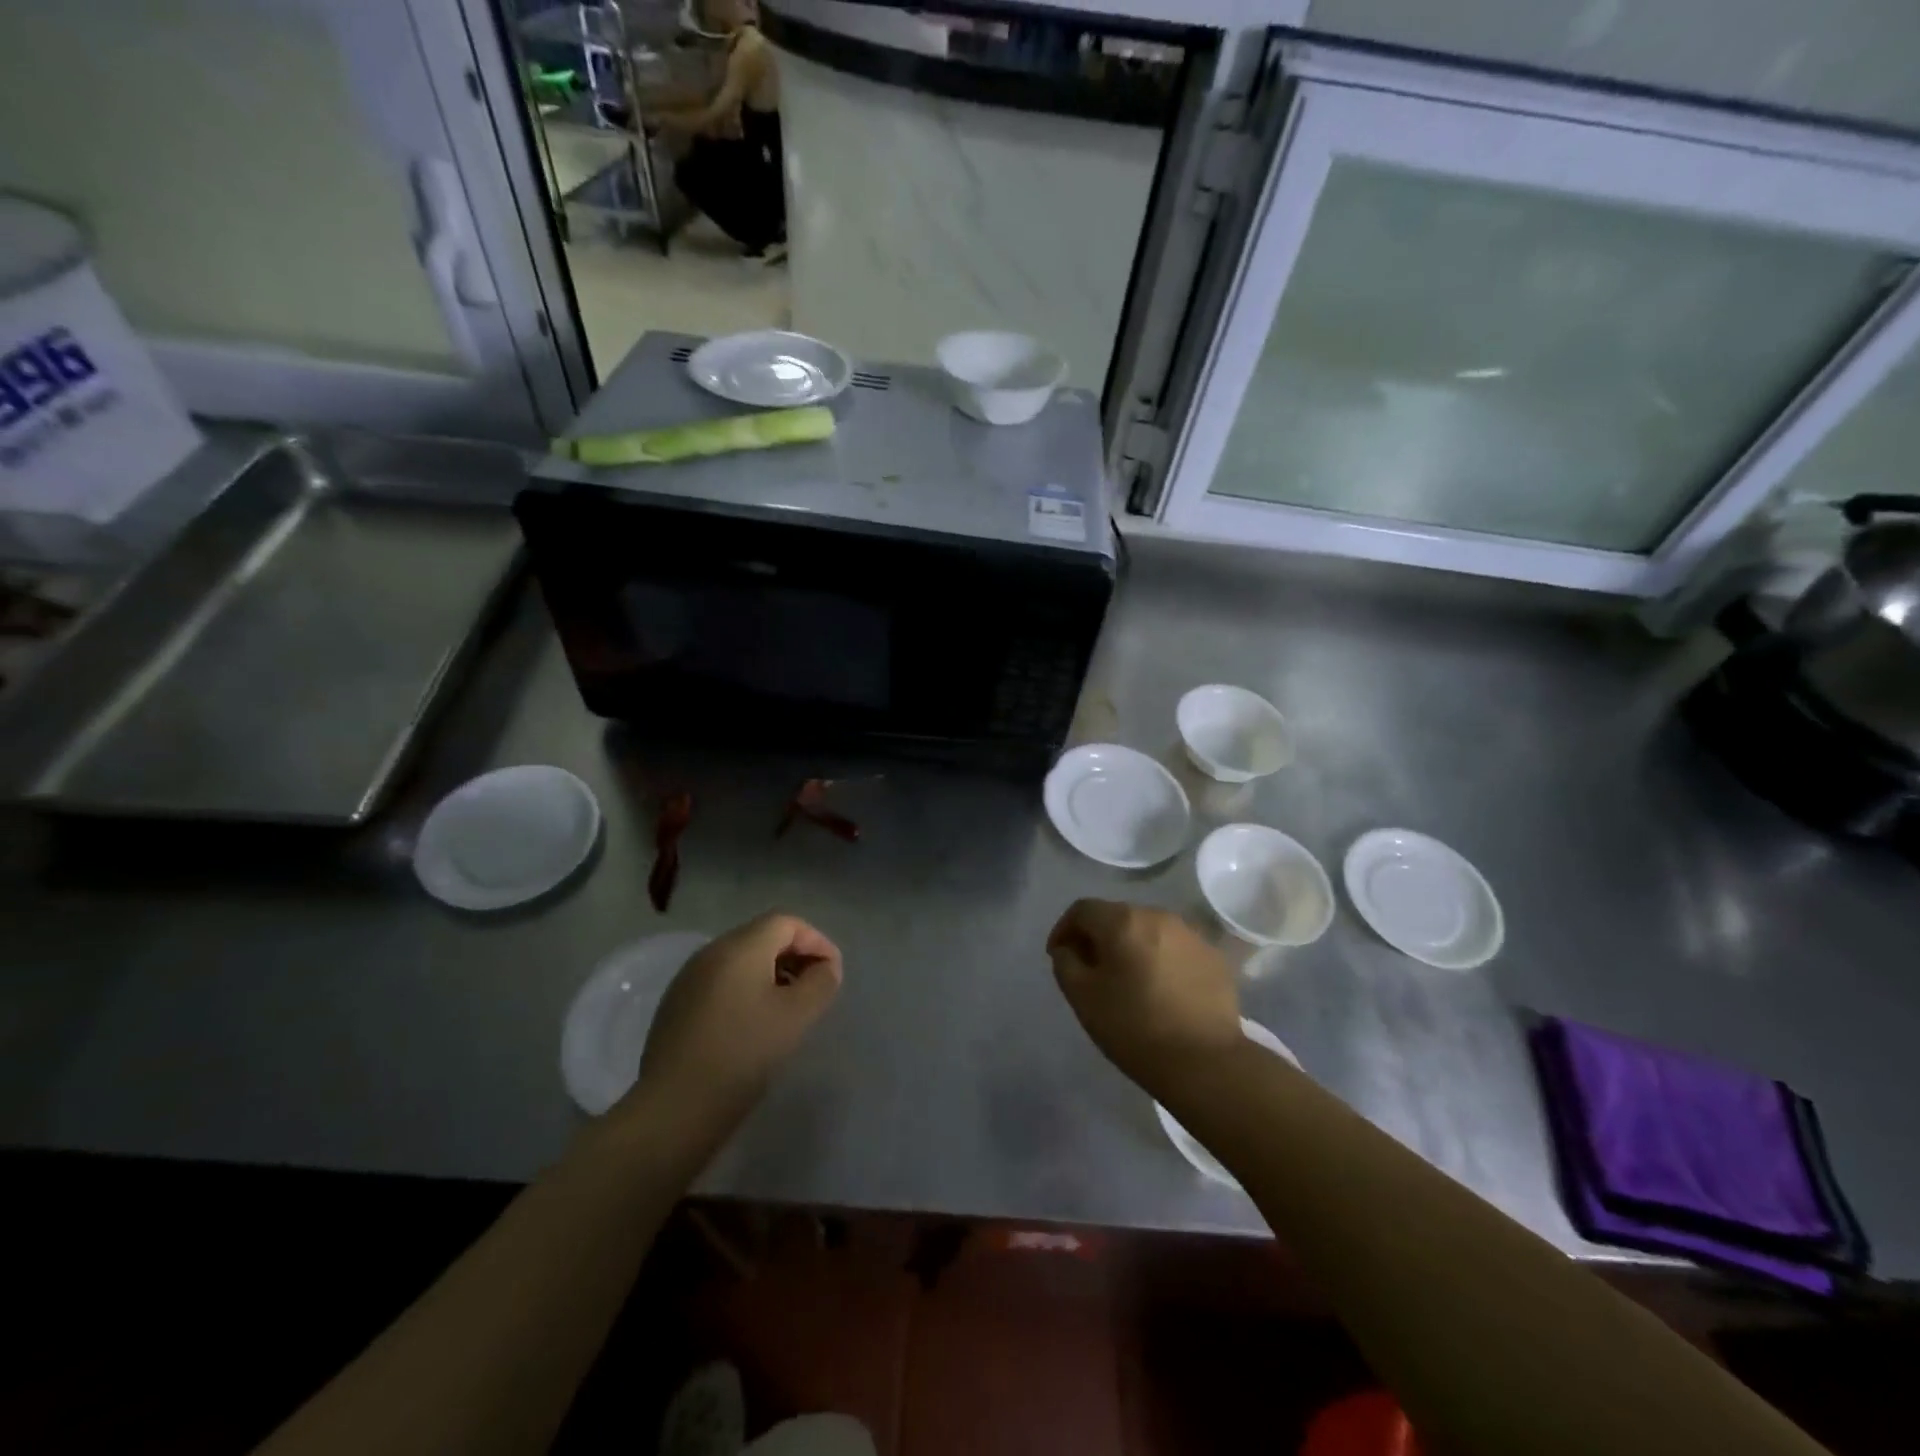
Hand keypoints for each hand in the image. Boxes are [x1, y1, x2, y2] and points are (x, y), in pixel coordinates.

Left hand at [631, 912, 842, 1126]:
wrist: (674, 1109)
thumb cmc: (743, 1054)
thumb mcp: (797, 1016)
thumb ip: (821, 982)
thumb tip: (825, 968)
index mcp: (740, 947)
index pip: (786, 922)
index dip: (816, 941)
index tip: (832, 973)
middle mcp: (710, 952)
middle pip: (762, 936)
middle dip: (795, 956)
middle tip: (815, 989)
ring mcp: (688, 978)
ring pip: (741, 959)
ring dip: (772, 974)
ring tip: (789, 1008)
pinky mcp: (676, 1004)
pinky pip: (721, 981)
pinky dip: (746, 990)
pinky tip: (754, 1024)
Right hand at [1046, 900, 1241, 1091]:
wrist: (1205, 1063)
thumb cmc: (1134, 1027)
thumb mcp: (1082, 997)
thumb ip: (1065, 962)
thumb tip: (1069, 949)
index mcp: (1123, 921)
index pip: (1083, 910)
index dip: (1064, 929)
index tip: (1059, 956)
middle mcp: (1159, 916)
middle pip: (1118, 917)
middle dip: (1099, 938)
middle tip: (1091, 970)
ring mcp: (1192, 935)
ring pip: (1149, 931)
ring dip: (1132, 947)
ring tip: (1128, 980)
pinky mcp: (1214, 958)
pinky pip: (1176, 949)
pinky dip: (1161, 960)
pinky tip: (1161, 990)